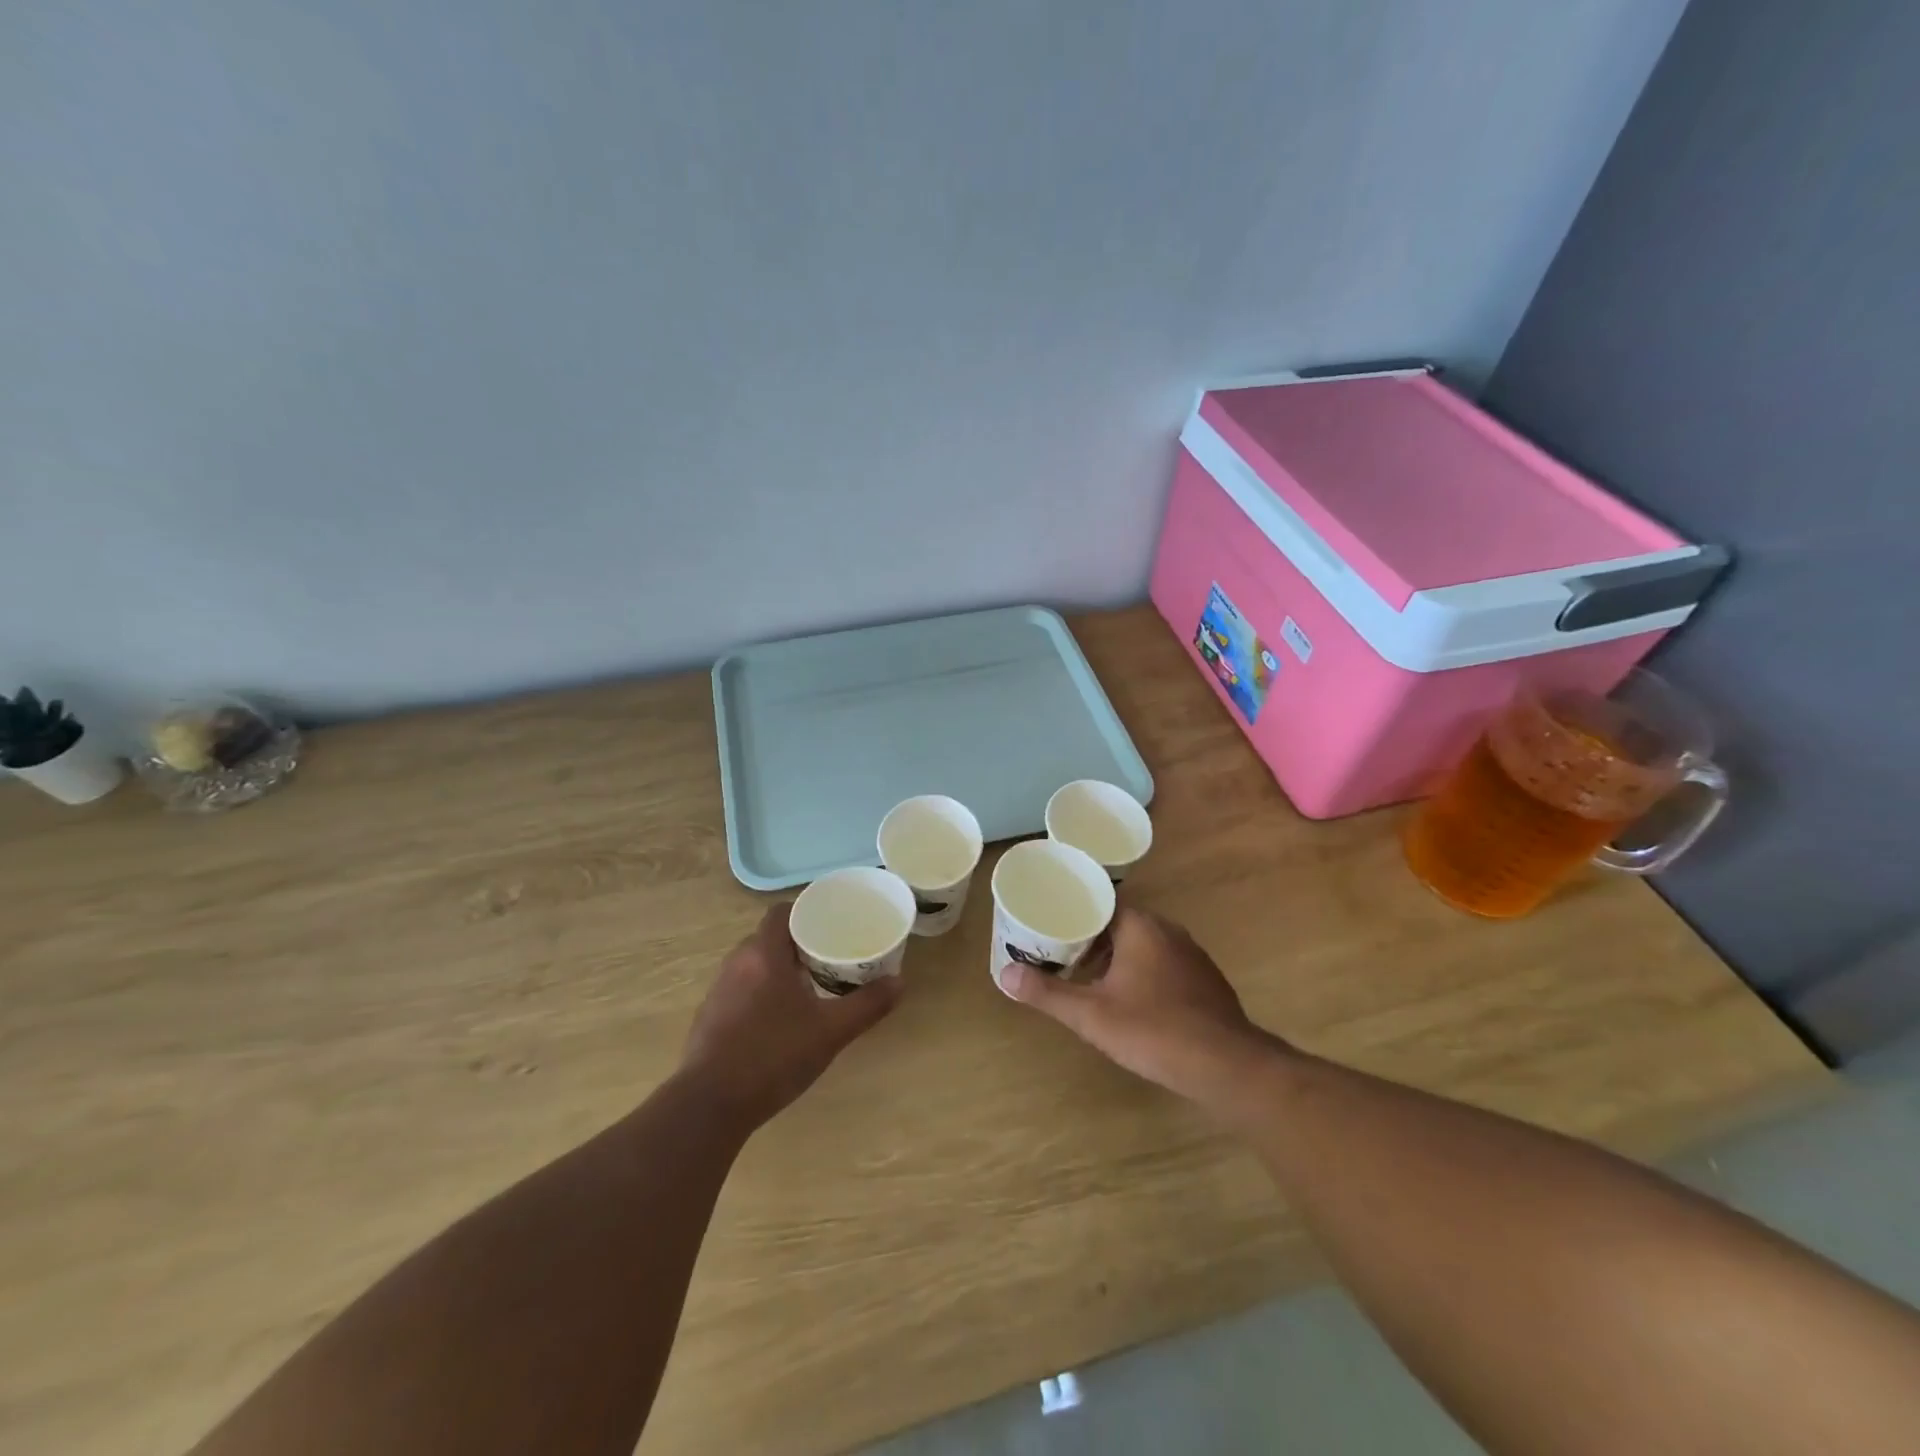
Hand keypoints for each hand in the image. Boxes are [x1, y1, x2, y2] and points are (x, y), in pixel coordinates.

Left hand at [679, 904, 901, 1129]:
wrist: (710, 1106)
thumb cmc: (773, 1056)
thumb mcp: (830, 1032)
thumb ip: (866, 1005)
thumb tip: (900, 983)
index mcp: (763, 954)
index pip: (781, 913)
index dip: (806, 912)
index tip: (831, 924)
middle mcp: (736, 963)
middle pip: (769, 938)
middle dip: (798, 943)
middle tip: (829, 956)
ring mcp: (718, 992)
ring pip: (754, 965)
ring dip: (779, 969)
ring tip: (809, 986)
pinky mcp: (709, 1018)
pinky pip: (740, 990)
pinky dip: (761, 993)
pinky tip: (779, 1020)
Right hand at [997, 907, 1283, 1107]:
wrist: (1225, 1065)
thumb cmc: (1152, 1030)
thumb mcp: (1091, 1015)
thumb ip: (1047, 993)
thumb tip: (1005, 975)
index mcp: (1139, 926)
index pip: (1101, 901)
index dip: (1074, 911)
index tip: (1050, 923)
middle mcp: (1168, 930)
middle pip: (1120, 922)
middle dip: (1091, 937)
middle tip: (1061, 953)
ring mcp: (1192, 954)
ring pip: (1144, 944)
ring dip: (1117, 957)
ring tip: (1089, 978)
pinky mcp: (1206, 980)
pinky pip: (1164, 963)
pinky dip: (1143, 972)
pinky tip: (1132, 1000)